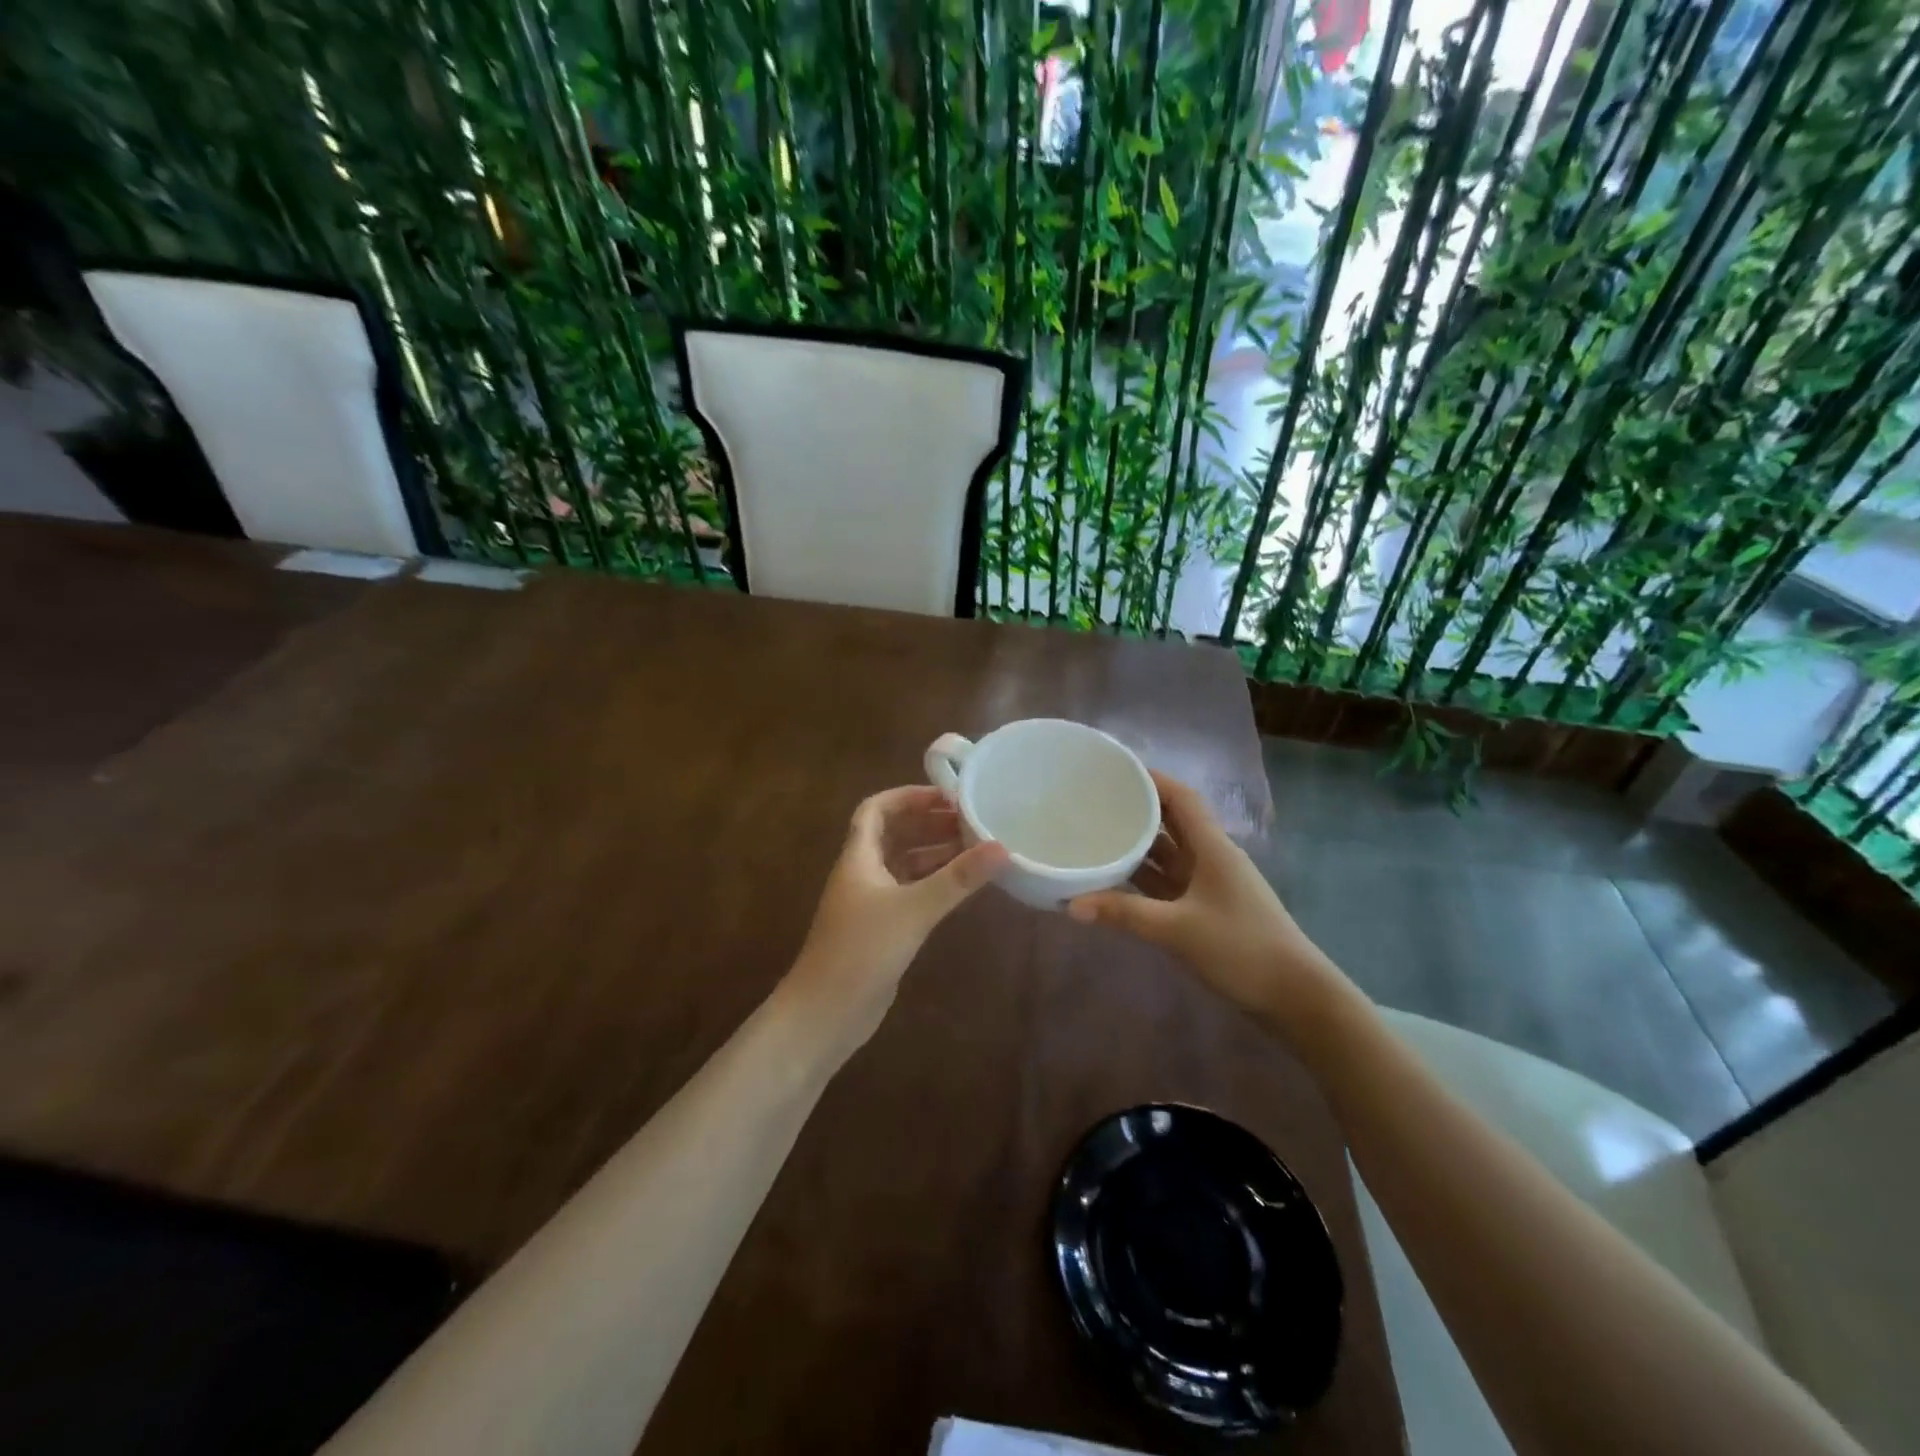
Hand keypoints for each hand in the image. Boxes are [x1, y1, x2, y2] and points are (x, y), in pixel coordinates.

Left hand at [785, 785, 1007, 1051]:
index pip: (876, 809)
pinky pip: (910, 891)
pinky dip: (933, 882)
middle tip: (971, 820)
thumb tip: (1001, 846)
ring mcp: (870, 902)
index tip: (946, 796)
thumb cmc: (862, 951)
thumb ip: (957, 879)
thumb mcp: (913, 910)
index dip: (907, 796)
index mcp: (858, 857)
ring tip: (975, 847)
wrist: (825, 1014)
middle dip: (928, 823)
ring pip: (904, 864)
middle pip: (894, 834)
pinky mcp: (881, 929)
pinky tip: (961, 886)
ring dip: (934, 852)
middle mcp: (862, 873)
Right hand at [1067, 771, 1353, 1038]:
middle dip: (1137, 810)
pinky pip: (1168, 883)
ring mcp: (1209, 885)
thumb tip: (1071, 905)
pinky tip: (1115, 880)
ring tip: (1096, 834)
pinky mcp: (1206, 910)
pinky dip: (1143, 879)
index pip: (1181, 798)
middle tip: (1095, 802)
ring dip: (1138, 845)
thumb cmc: (1241, 948)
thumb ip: (1124, 913)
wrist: (1294, 996)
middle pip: (1172, 822)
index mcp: (1212, 848)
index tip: (1115, 770)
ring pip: (1168, 854)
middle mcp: (1211, 858)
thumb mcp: (1178, 929)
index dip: (1152, 779)